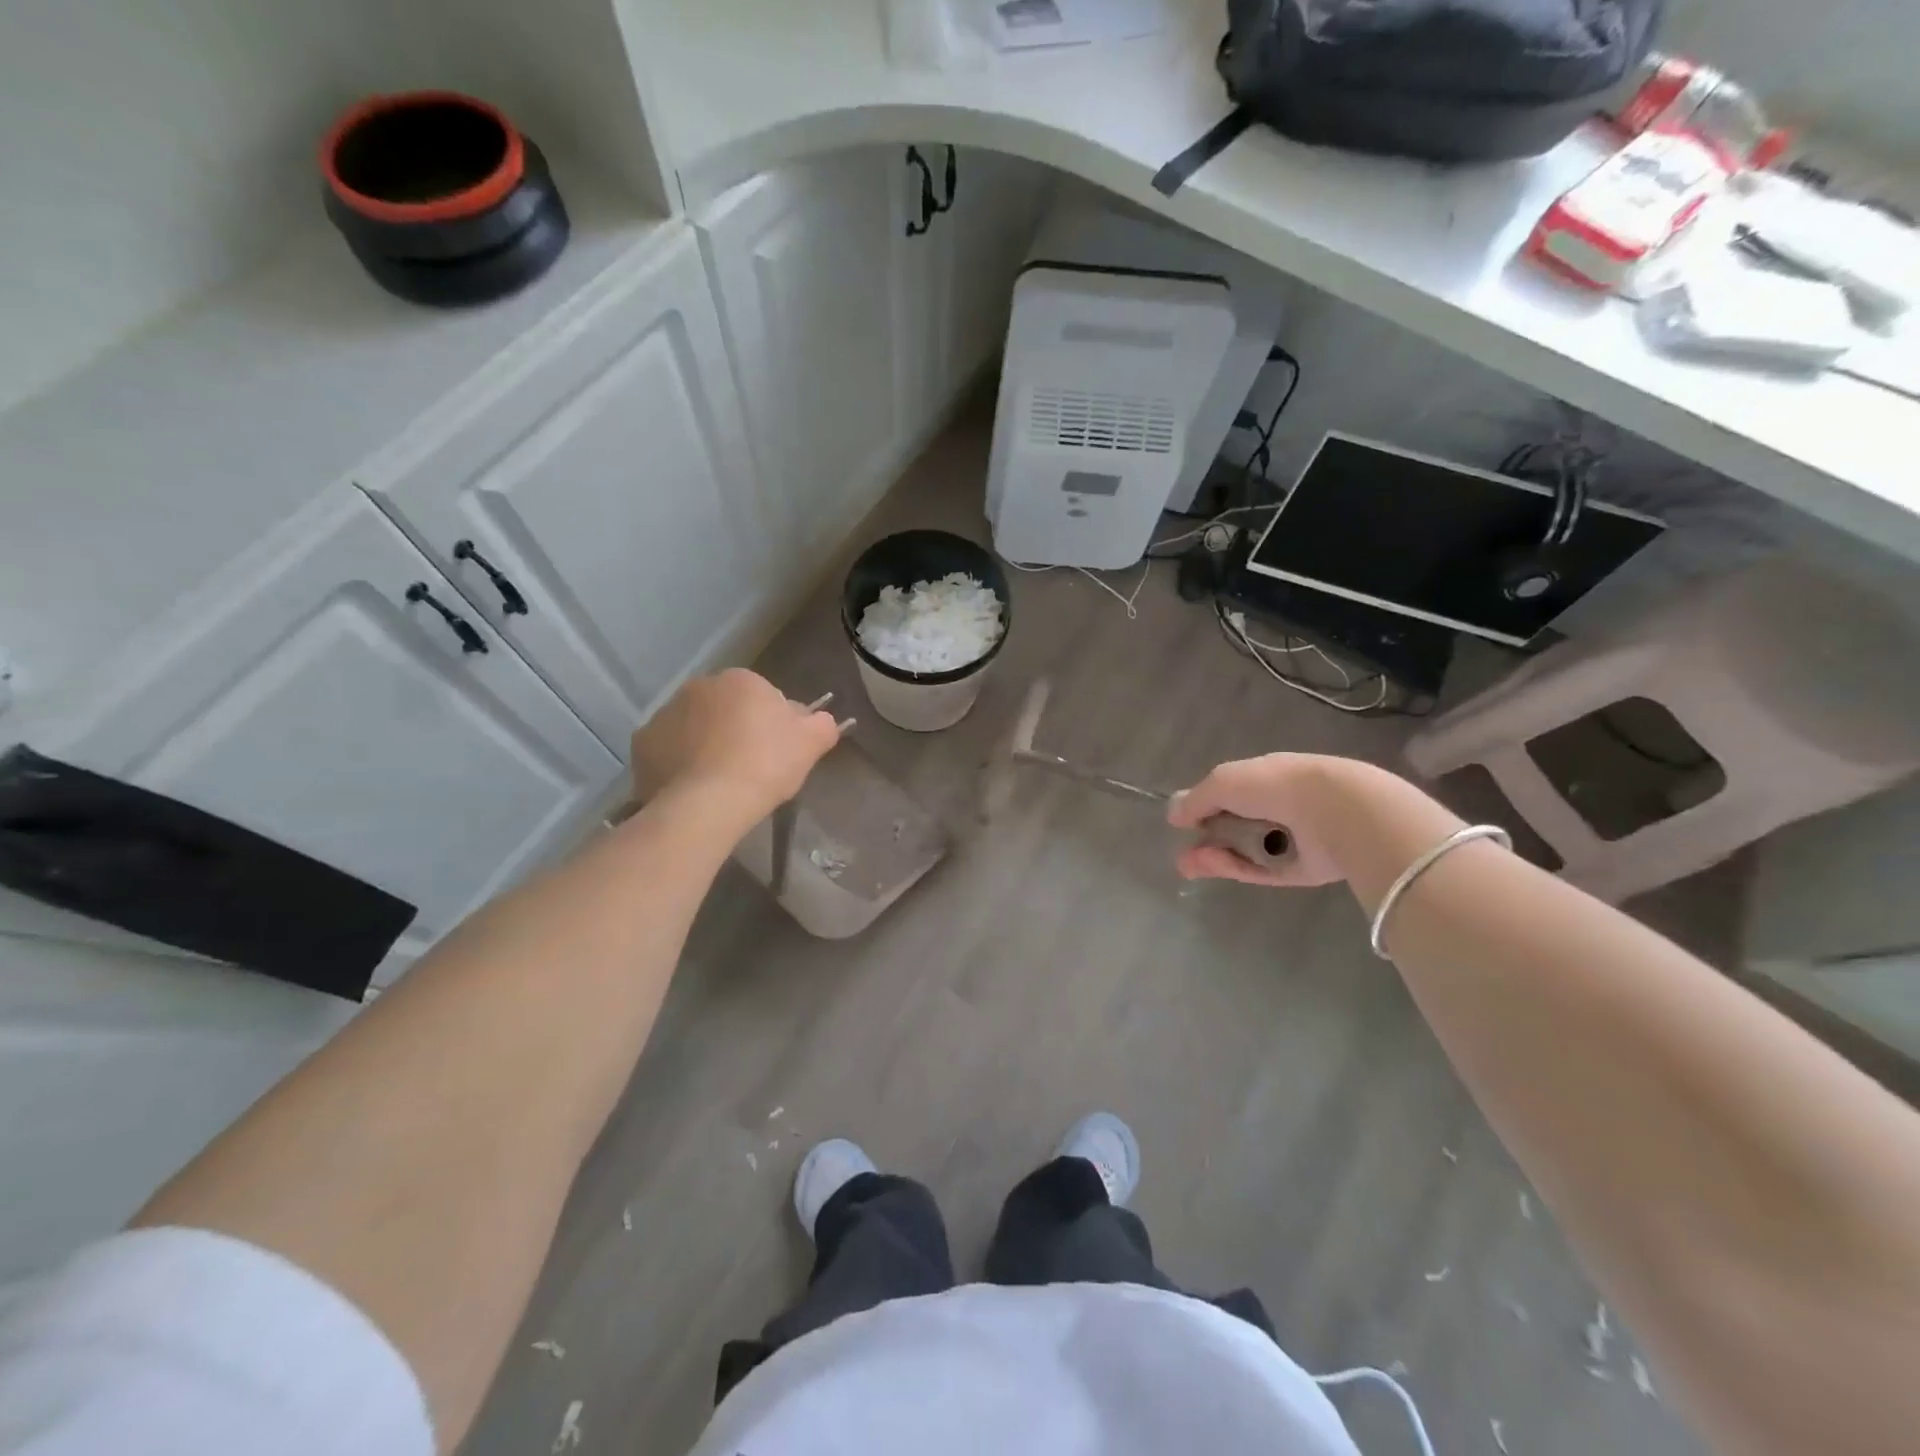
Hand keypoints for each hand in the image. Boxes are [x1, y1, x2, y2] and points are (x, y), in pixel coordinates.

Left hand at [631, 669, 839, 820]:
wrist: (708, 803)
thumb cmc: (765, 765)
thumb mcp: (811, 744)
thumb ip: (822, 725)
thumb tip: (821, 719)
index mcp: (741, 680)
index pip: (764, 697)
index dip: (773, 726)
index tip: (777, 754)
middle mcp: (699, 686)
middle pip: (725, 708)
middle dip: (735, 730)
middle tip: (750, 768)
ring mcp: (665, 713)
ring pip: (694, 727)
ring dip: (705, 744)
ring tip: (719, 782)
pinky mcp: (642, 743)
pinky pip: (668, 750)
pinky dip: (678, 763)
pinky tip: (693, 787)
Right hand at [1167, 753, 1359, 887]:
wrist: (1335, 812)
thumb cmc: (1276, 786)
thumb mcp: (1224, 782)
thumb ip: (1196, 799)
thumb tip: (1173, 814)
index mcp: (1266, 777)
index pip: (1230, 794)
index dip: (1204, 808)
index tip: (1182, 823)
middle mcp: (1279, 807)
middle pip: (1234, 827)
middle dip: (1206, 840)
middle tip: (1183, 857)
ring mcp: (1291, 840)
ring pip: (1245, 852)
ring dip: (1215, 858)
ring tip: (1190, 864)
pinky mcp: (1301, 870)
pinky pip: (1262, 871)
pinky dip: (1238, 868)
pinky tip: (1216, 865)